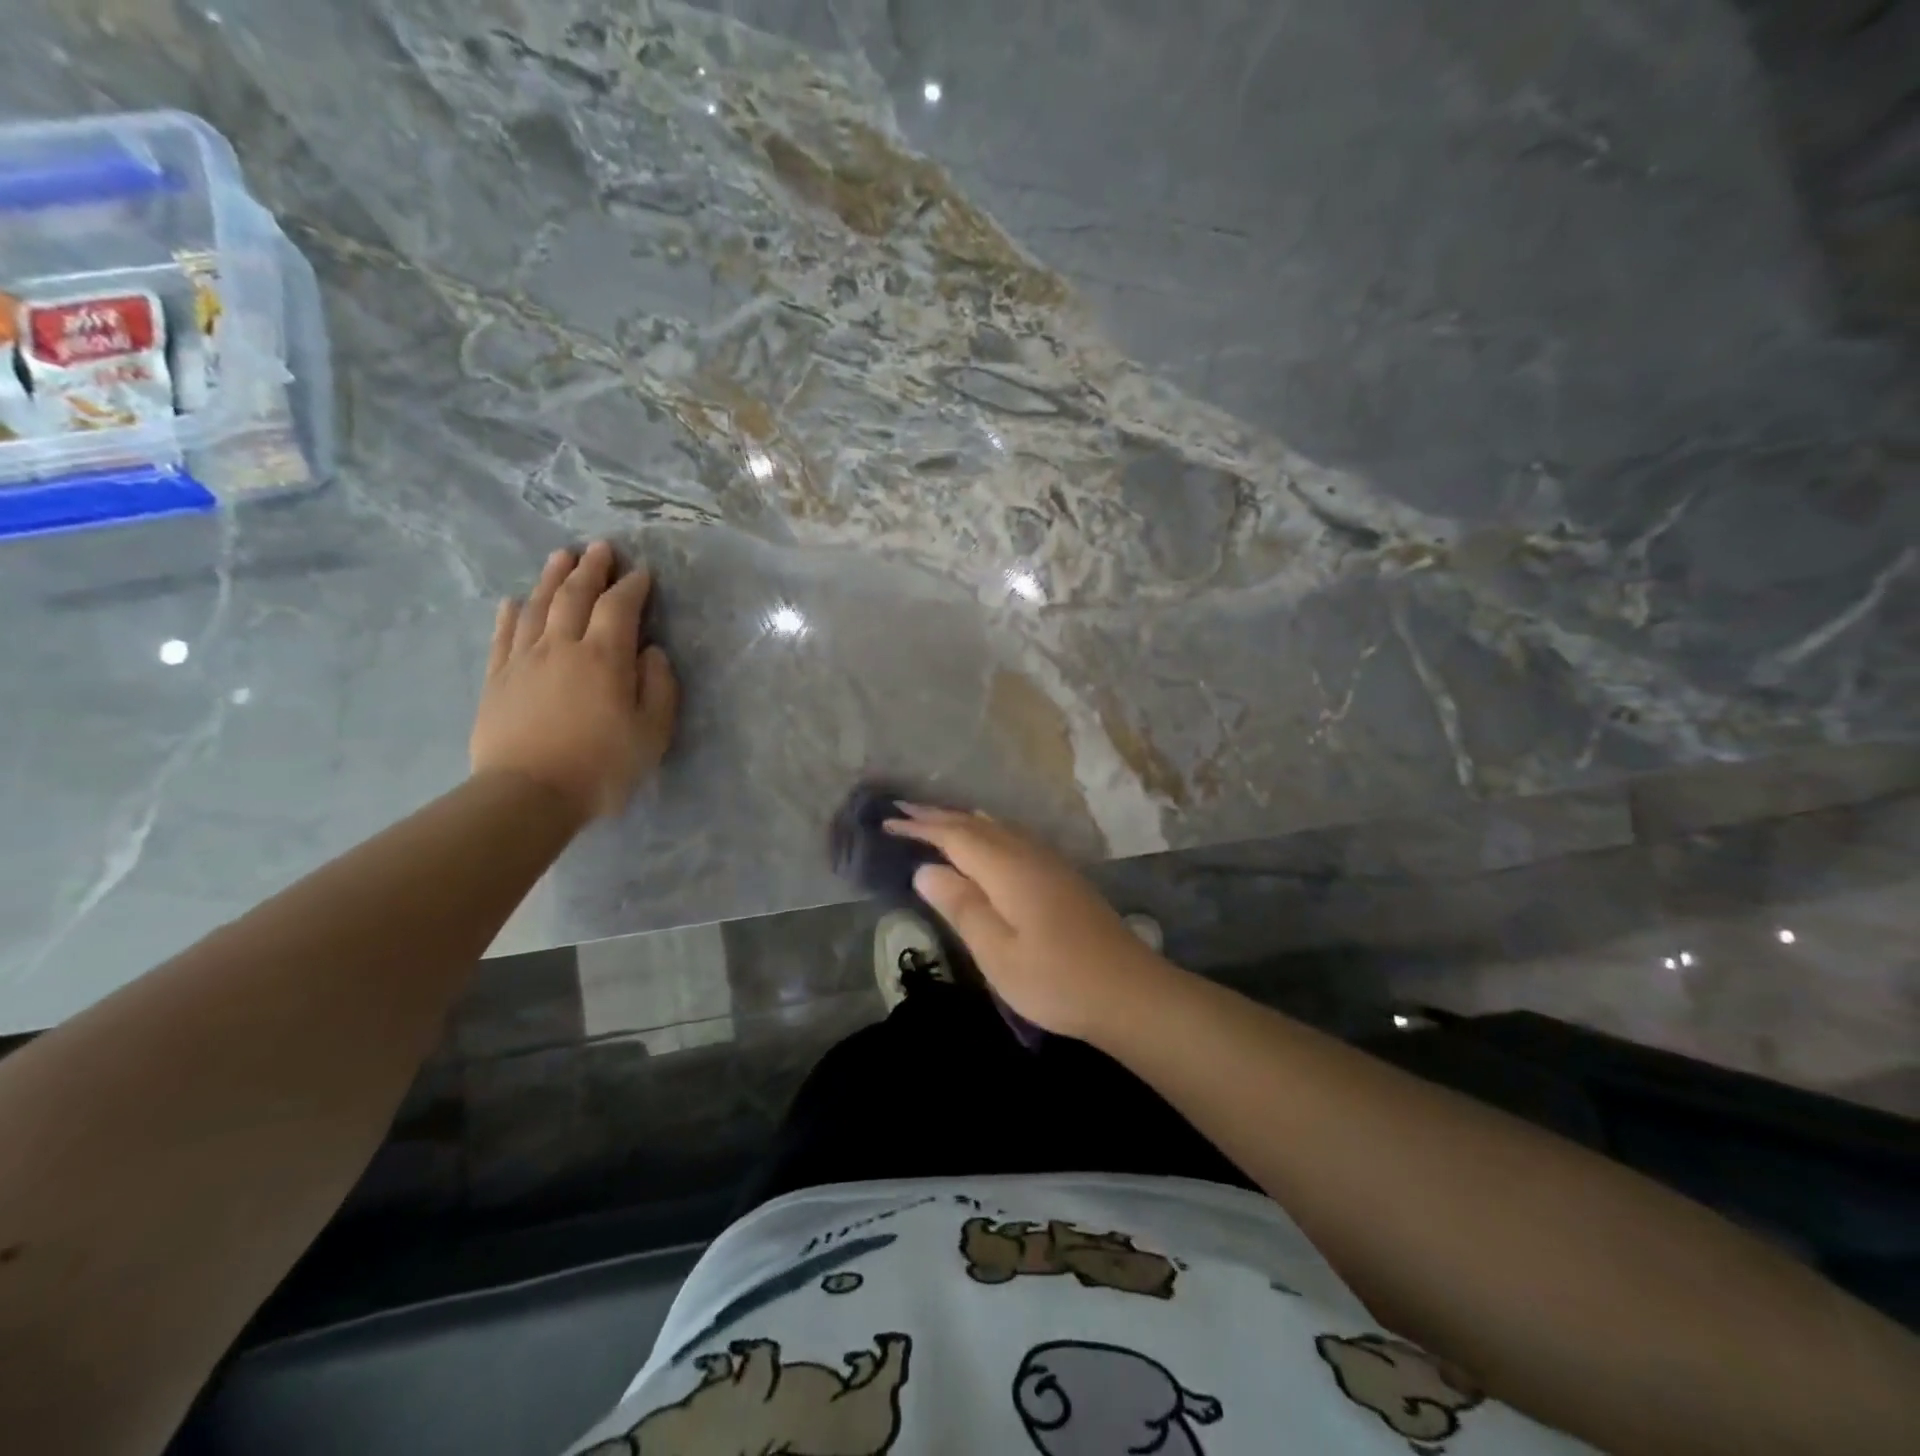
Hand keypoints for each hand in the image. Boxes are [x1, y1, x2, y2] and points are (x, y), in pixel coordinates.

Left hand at [470, 541, 678, 822]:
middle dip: (590, 568)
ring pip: (538, 606)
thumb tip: (652, 652)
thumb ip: (659, 687)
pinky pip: (504, 635)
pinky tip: (515, 601)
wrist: (528, 794)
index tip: (642, 573)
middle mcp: (562, 646)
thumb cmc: (602, 766)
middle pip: (574, 595)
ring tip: (561, 556)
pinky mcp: (498, 679)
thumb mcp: (653, 732)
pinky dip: (511, 613)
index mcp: (604, 657)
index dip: (632, 587)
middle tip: (600, 548)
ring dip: (551, 577)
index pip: (619, 608)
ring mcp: (524, 660)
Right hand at [884, 806, 1173, 1039]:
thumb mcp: (997, 952)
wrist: (1129, 991)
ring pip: (997, 828)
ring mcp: (1049, 862)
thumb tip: (926, 869)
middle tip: (902, 809)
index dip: (920, 827)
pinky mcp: (1061, 876)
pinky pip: (1013, 838)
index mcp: (1008, 869)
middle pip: (976, 825)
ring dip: (962, 821)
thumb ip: (961, 906)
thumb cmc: (1056, 980)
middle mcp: (1028, 854)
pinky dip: (987, 832)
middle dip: (938, 816)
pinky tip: (986, 842)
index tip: (888, 821)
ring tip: (935, 820)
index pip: (954, 836)